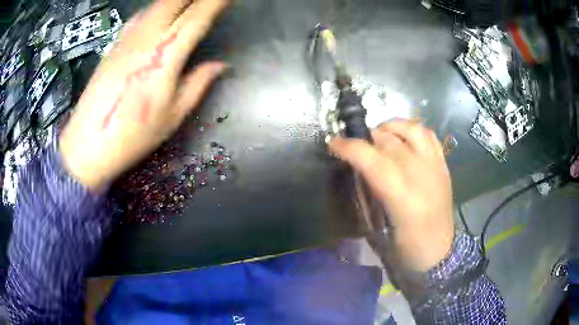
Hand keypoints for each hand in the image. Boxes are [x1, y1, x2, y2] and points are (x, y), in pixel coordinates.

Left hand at [60, 0, 228, 189]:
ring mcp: (128, 38)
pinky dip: (157, 8)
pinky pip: (141, 15)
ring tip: (189, 5)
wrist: (87, 145)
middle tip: (209, 2)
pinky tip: (162, 13)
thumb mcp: (172, 117)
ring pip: (158, 4)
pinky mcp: (115, 43)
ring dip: (177, 1)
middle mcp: (147, 38)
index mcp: (165, 56)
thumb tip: (221, 65)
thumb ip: (198, 84)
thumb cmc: (132, 137)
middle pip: (175, 0)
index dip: (217, 2)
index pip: (198, 16)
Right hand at [330, 121, 454, 271]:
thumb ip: (369, 194)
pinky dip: (412, 130)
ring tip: (380, 135)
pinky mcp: (443, 165)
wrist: (440, 253)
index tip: (334, 144)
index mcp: (401, 196)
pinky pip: (429, 135)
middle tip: (356, 147)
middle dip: (366, 138)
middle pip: (389, 141)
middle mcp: (420, 173)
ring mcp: (434, 166)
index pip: (371, 159)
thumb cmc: (406, 248)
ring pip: (411, 129)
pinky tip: (403, 138)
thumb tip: (358, 168)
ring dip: (391, 127)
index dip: (349, 147)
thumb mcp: (379, 229)